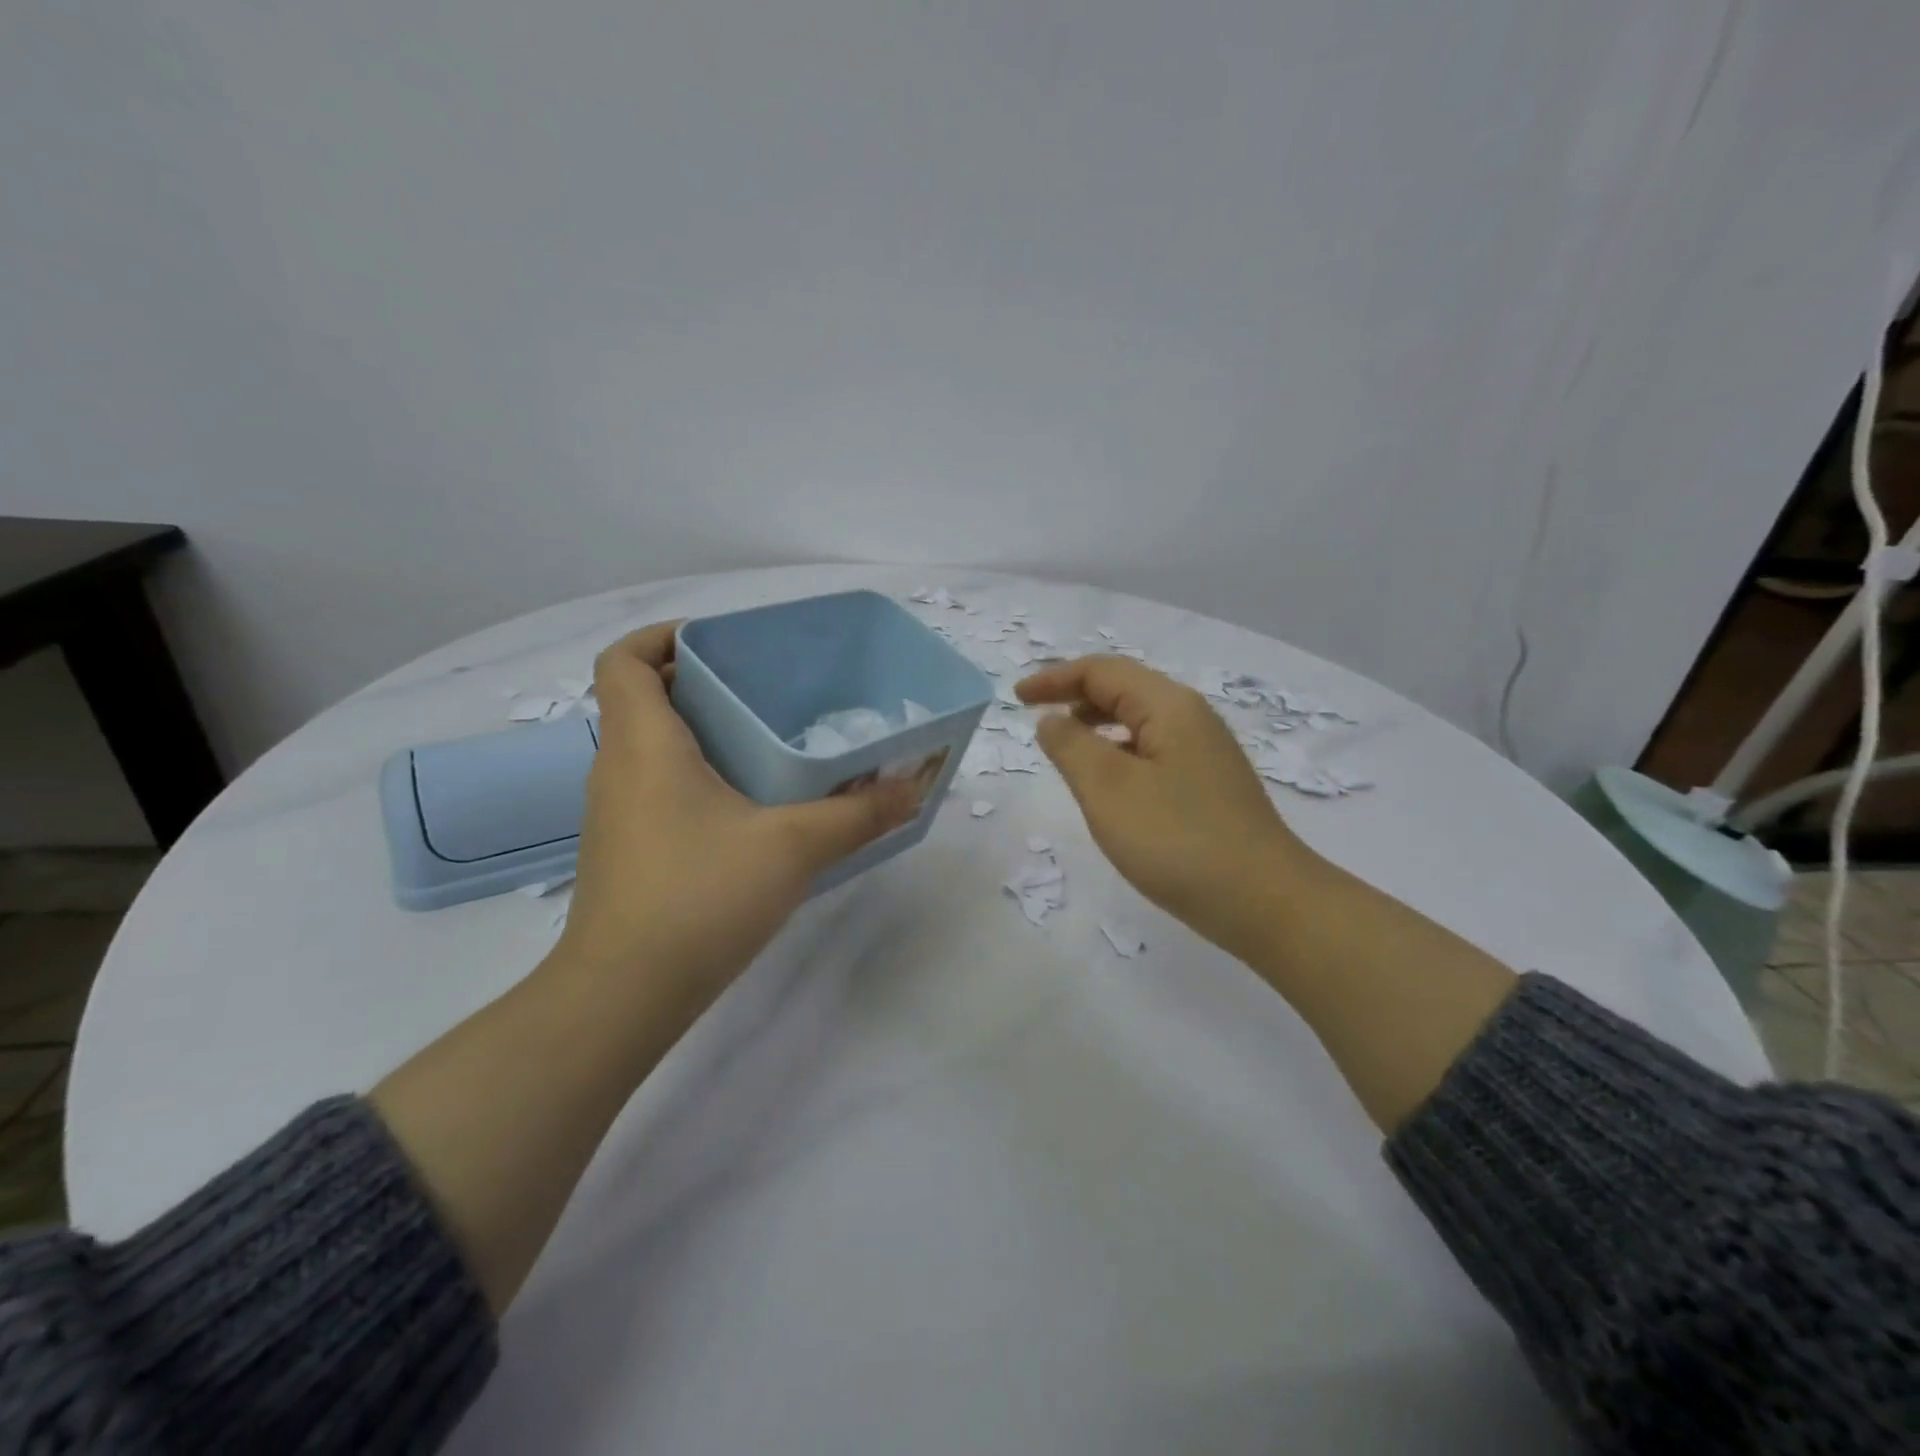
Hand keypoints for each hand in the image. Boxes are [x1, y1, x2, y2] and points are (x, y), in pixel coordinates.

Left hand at [554, 623, 918, 1013]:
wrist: (625, 995)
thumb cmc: (699, 897)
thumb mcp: (793, 847)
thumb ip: (859, 814)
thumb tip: (914, 787)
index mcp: (644, 744)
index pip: (625, 660)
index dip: (663, 636)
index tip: (720, 642)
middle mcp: (619, 768)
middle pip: (645, 698)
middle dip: (702, 682)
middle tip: (767, 687)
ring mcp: (619, 813)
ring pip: (654, 746)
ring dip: (703, 732)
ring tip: (770, 739)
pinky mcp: (630, 849)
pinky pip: (660, 787)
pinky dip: (698, 776)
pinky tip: (753, 805)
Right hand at [1016, 656, 1310, 959]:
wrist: (1264, 901)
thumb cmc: (1178, 840)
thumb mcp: (1109, 789)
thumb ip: (1071, 746)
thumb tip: (1052, 719)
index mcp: (1169, 706)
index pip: (1102, 671)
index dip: (1055, 678)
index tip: (1016, 698)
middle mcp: (1191, 719)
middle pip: (1124, 689)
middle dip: (1074, 696)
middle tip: (1034, 718)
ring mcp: (1204, 753)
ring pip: (1139, 722)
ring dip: (1096, 725)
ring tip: (1063, 749)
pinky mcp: (1208, 786)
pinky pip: (1152, 751)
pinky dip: (1118, 753)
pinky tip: (1107, 785)